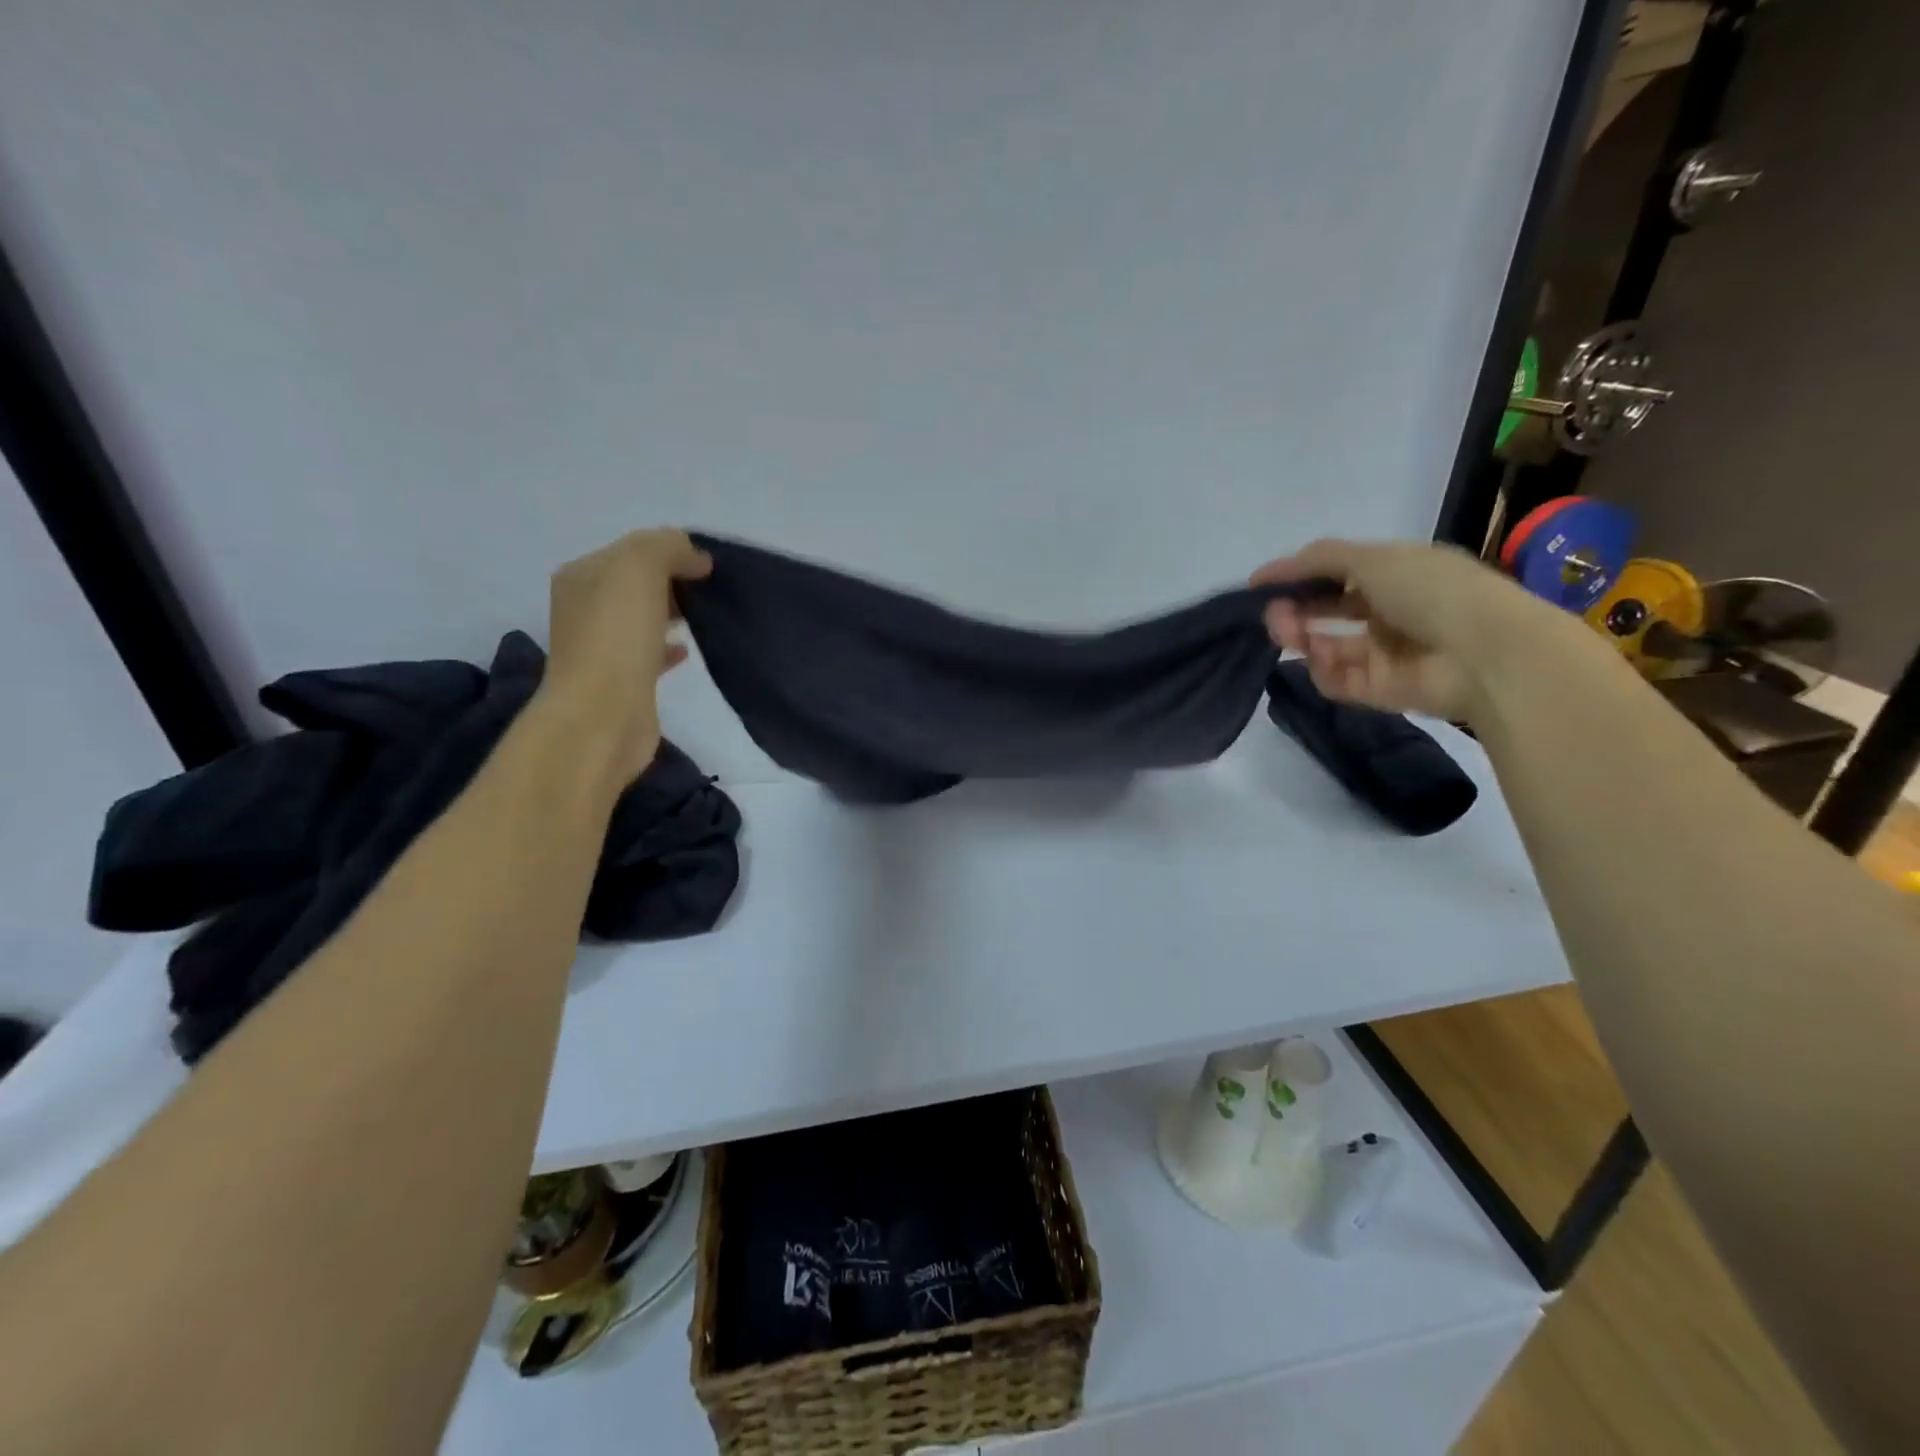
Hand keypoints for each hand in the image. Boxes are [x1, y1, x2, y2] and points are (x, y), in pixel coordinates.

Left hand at [543, 529, 712, 780]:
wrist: (603, 714)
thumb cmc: (617, 636)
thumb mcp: (640, 567)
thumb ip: (668, 548)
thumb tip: (696, 558)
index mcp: (582, 576)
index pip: (632, 549)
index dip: (670, 550)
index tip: (708, 566)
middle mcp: (585, 608)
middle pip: (636, 584)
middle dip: (673, 581)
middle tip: (711, 590)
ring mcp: (601, 647)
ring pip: (643, 618)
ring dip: (672, 612)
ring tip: (705, 616)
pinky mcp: (622, 681)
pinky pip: (649, 653)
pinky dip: (668, 646)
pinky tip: (688, 649)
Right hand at [1251, 539, 1553, 720]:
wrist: (1485, 654)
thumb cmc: (1432, 592)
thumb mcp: (1374, 558)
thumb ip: (1321, 559)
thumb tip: (1276, 569)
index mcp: (1397, 573)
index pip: (1337, 572)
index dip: (1297, 576)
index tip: (1258, 585)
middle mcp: (1389, 611)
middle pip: (1327, 610)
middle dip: (1294, 609)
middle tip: (1271, 614)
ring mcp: (1384, 653)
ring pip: (1325, 645)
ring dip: (1301, 637)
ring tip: (1286, 633)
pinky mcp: (1379, 690)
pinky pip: (1336, 679)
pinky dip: (1322, 669)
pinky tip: (1317, 658)